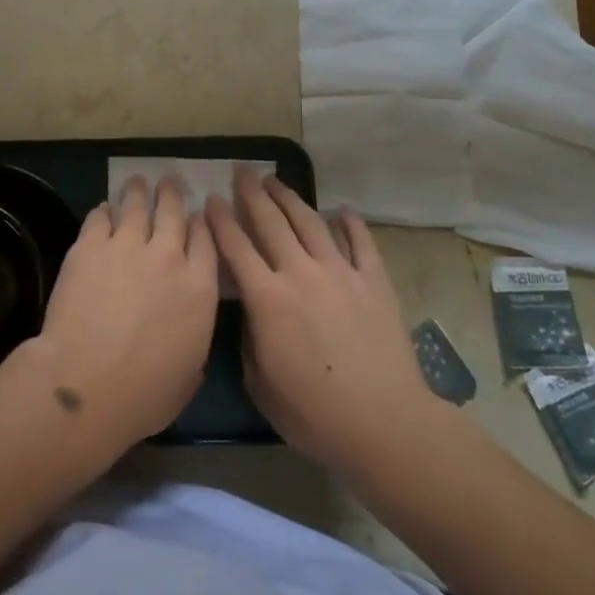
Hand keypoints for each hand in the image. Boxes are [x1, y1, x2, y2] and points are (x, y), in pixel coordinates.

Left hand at [21, 175, 219, 447]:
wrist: (87, 383)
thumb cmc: (144, 394)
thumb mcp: (189, 375)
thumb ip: (194, 340)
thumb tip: (187, 330)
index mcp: (199, 288)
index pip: (207, 240)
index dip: (202, 223)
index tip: (198, 214)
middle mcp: (168, 257)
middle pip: (174, 212)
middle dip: (173, 193)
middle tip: (169, 182)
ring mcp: (127, 246)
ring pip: (137, 205)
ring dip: (139, 191)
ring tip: (138, 181)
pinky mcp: (89, 246)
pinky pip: (99, 217)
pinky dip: (104, 211)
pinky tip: (103, 209)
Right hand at [206, 168, 435, 470]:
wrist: (383, 423)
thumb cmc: (313, 413)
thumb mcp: (260, 383)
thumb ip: (250, 339)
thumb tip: (252, 313)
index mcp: (267, 298)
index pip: (236, 247)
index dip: (221, 221)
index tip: (211, 199)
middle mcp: (300, 273)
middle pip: (271, 222)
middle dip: (252, 194)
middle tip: (242, 171)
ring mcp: (341, 273)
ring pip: (310, 223)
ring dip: (290, 198)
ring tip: (276, 180)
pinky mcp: (374, 281)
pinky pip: (361, 243)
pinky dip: (351, 224)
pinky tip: (343, 211)